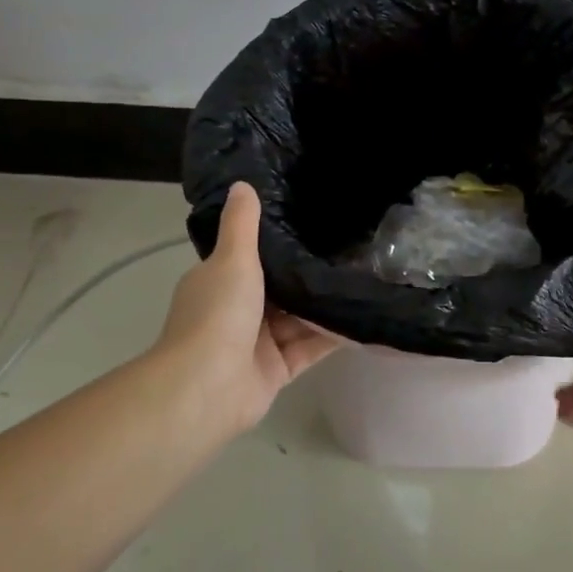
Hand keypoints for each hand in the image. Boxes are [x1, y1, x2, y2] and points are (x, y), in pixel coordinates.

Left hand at [156, 183, 343, 431]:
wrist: (207, 388)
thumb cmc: (217, 314)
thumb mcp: (232, 259)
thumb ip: (242, 224)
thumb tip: (242, 184)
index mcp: (219, 282)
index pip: (250, 256)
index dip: (279, 242)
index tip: (312, 223)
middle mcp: (237, 310)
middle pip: (280, 288)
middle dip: (309, 275)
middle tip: (351, 249)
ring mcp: (257, 343)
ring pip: (298, 318)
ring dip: (325, 305)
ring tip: (365, 280)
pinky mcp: (277, 370)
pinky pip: (310, 347)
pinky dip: (332, 336)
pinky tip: (363, 319)